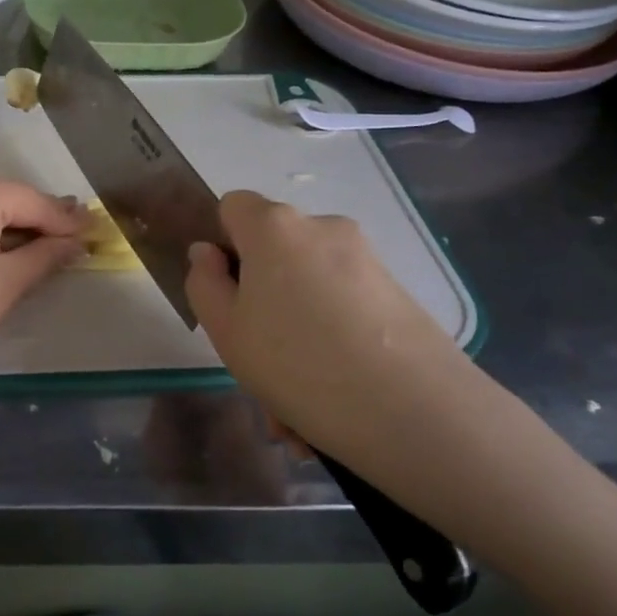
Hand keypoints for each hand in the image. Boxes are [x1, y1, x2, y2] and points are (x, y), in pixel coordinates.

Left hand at [0, 167, 87, 397]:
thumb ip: (47, 254)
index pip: (32, 202)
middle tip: (66, 241)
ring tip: (33, 247)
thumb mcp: (8, 283)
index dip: (64, 221)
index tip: (92, 231)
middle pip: (2, 197)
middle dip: (33, 220)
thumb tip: (76, 242)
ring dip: (2, 222)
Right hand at [184, 191, 485, 481]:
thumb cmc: (295, 362)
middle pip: (274, 252)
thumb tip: (208, 253)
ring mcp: (365, 259)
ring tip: (293, 406)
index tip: (226, 294)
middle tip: (256, 361)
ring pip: (308, 291)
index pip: (233, 206)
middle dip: (260, 302)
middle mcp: (322, 229)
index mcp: (274, 227)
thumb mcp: (225, 330)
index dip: (222, 244)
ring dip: (293, 335)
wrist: (411, 408)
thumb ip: (204, 283)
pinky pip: (342, 310)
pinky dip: (329, 342)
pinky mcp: (396, 292)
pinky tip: (327, 400)